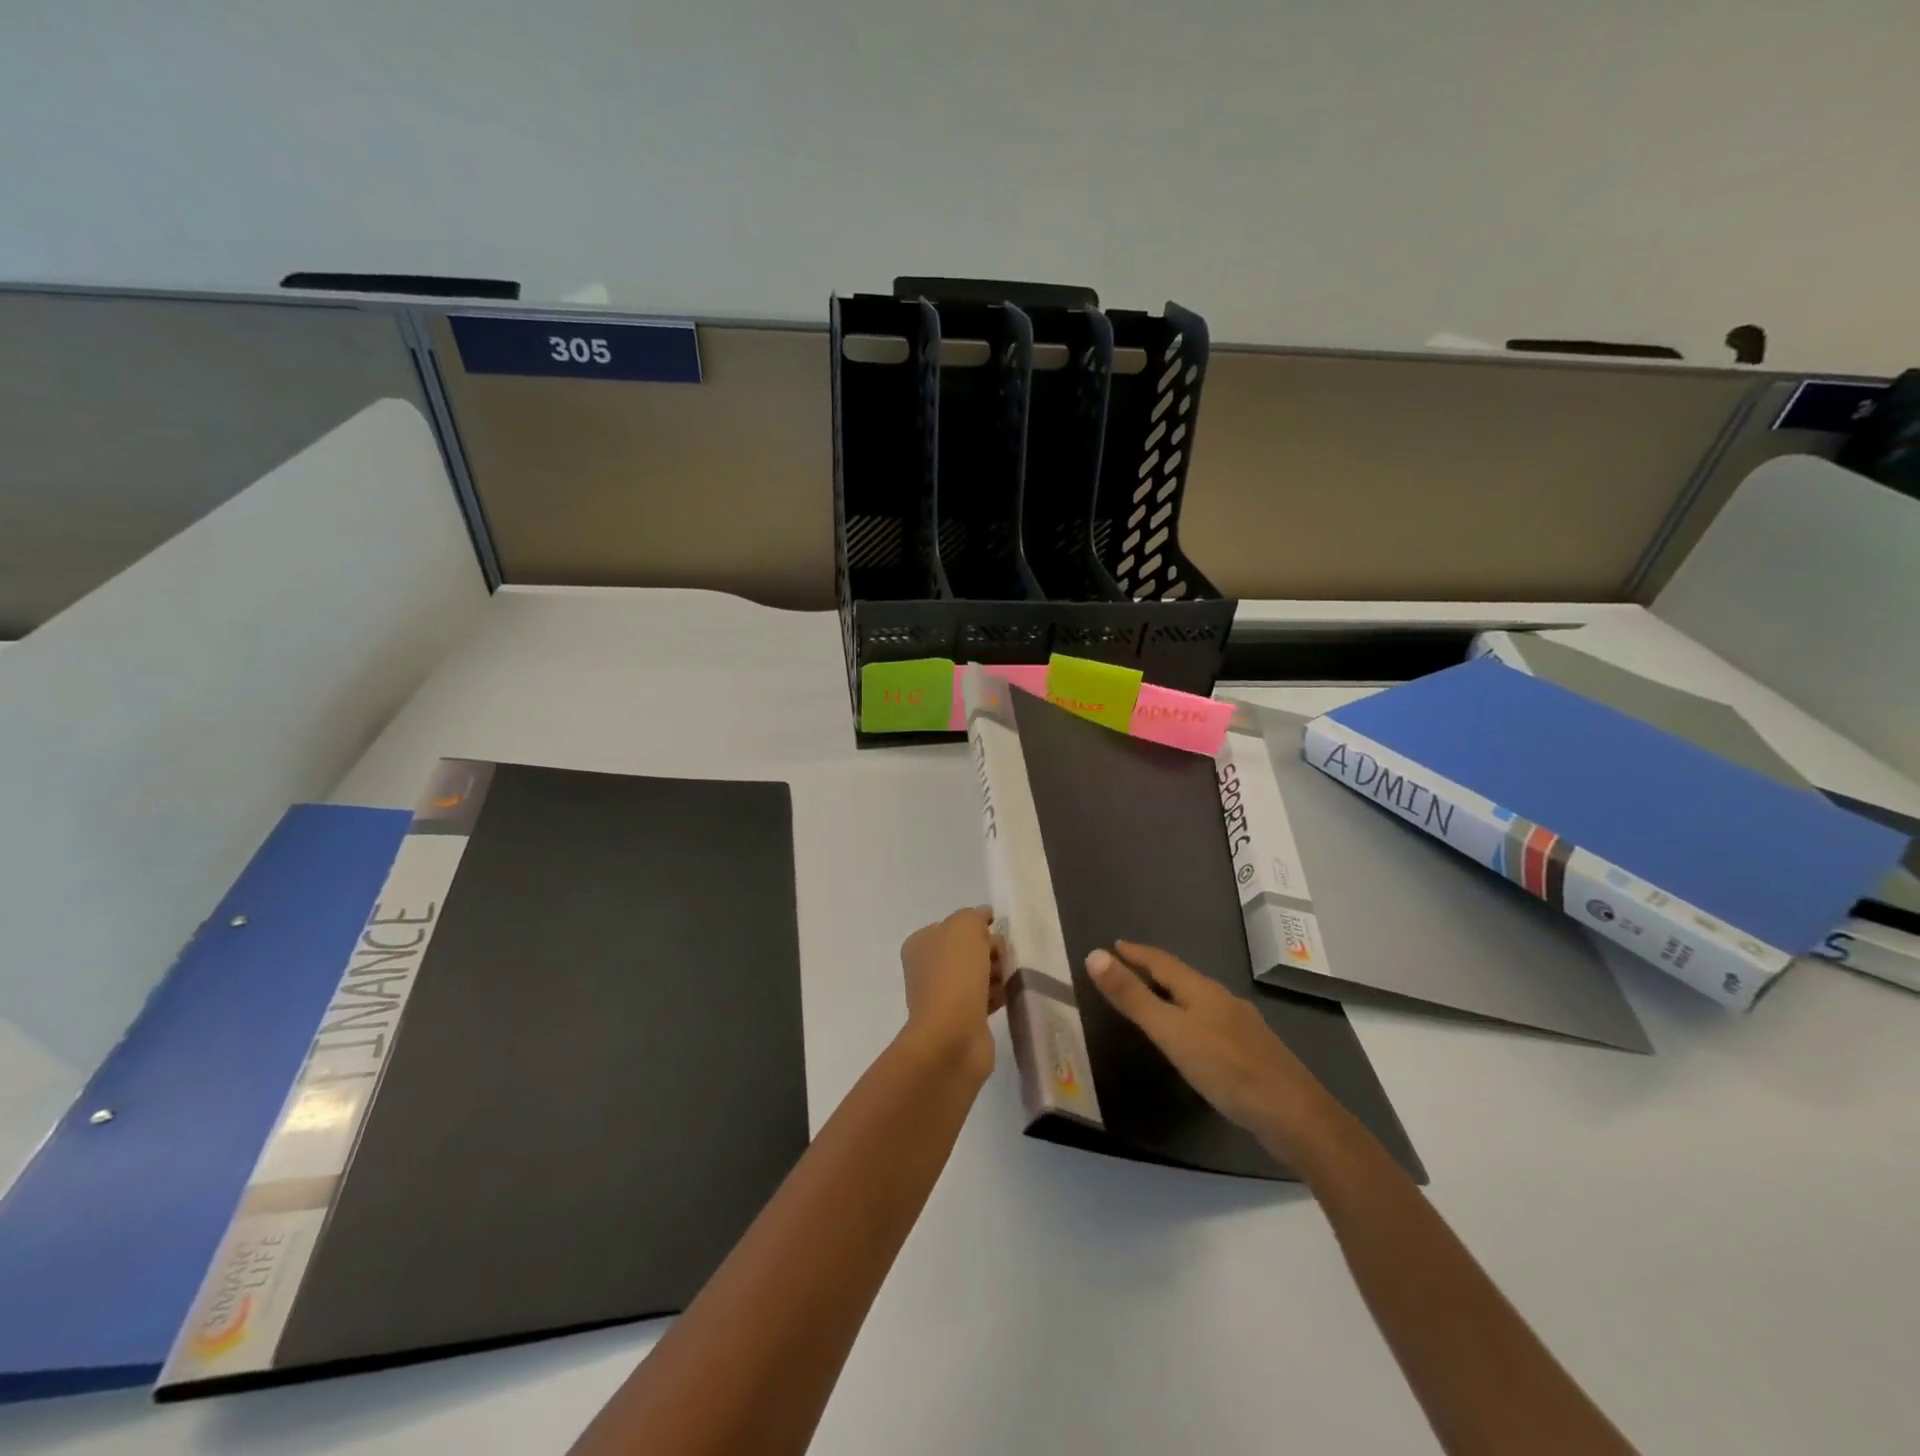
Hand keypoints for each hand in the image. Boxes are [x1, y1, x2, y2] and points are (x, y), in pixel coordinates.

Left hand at [900, 907, 1005, 1079]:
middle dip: (991, 951)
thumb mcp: (964, 927)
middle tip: (1006, 959)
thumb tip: (984, 919)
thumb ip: (974, 916)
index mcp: (921, 943)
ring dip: (997, 974)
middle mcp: (927, 967)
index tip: (999, 934)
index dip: (980, 927)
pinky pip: (984, 998)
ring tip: (1009, 979)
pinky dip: (997, 995)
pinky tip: (1008, 996)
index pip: (956, 925)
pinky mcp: (960, 1019)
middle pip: (969, 950)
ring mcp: (942, 995)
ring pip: (978, 974)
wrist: (952, 1036)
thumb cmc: (955, 975)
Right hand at [1086, 941, 1344, 1164]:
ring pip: (1199, 1001)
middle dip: (1154, 971)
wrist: (1294, 1116)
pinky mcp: (1253, 1053)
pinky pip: (1212, 1024)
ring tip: (1154, 1001)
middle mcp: (1223, 1000)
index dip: (1137, 953)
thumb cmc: (1226, 1068)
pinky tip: (1193, 1040)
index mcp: (1202, 990)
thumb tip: (1094, 955)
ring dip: (1173, 996)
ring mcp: (1242, 1027)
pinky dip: (1191, 1020)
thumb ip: (1132, 997)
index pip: (1162, 962)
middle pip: (1182, 978)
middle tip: (1127, 969)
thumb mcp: (1170, 1032)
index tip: (1115, 944)